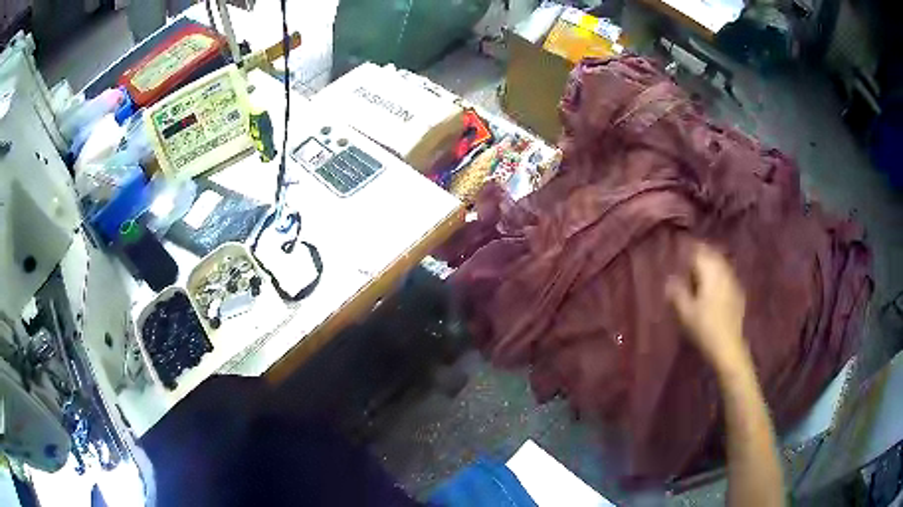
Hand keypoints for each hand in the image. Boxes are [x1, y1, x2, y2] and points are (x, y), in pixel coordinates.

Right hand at [666, 243, 750, 372]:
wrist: (728, 347)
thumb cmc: (704, 328)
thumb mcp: (685, 313)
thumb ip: (677, 292)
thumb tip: (669, 279)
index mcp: (711, 273)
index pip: (699, 251)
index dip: (689, 249)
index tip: (680, 250)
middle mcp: (724, 272)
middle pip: (712, 255)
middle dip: (701, 255)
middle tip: (689, 261)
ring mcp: (733, 282)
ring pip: (721, 265)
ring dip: (711, 265)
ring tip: (700, 273)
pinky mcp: (738, 294)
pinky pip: (727, 276)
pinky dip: (719, 276)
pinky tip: (714, 287)